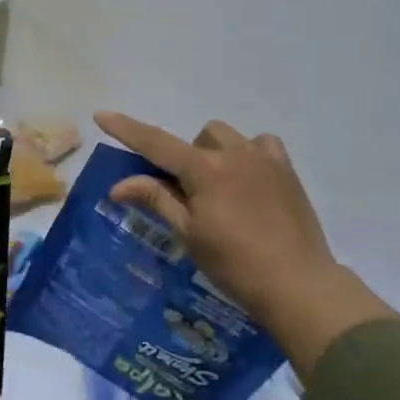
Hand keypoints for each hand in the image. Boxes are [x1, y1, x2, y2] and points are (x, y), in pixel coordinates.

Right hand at [94, 112, 396, 376]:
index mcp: (205, 170)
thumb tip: (118, 185)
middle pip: (198, 136)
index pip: (156, 143)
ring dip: (215, 153)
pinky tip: (250, 181)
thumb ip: (156, 199)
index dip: (127, 129)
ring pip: (229, 137)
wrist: (298, 284)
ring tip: (219, 188)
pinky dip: (249, 155)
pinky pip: (262, 145)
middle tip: (187, 193)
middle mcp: (235, 154)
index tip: (102, 114)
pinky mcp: (288, 171)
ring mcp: (265, 159)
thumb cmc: (234, 264)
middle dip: (187, 157)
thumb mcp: (189, 233)